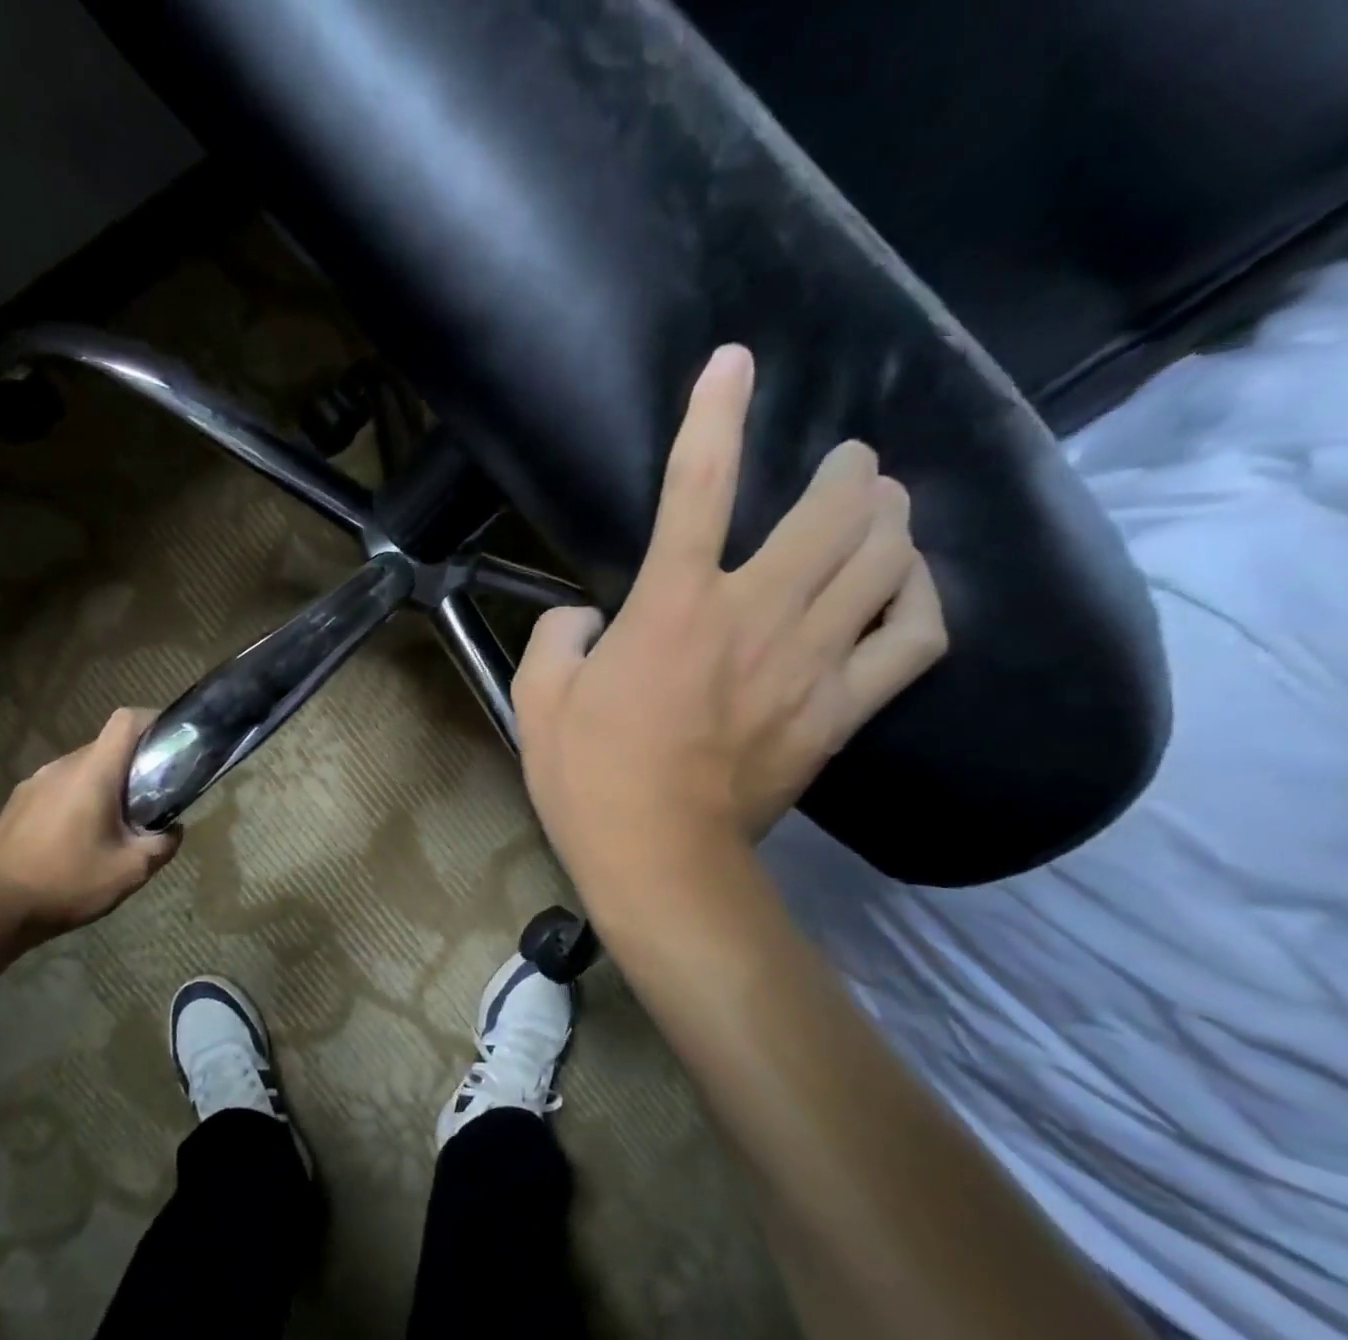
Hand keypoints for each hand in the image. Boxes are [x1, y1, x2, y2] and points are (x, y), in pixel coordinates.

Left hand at [0, 707, 180, 949]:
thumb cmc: (65, 882)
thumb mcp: (129, 871)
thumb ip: (162, 845)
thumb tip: (174, 829)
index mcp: (93, 772)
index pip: (126, 720)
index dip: (154, 721)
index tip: (172, 743)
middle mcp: (62, 766)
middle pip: (107, 747)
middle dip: (134, 764)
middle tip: (152, 799)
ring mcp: (34, 783)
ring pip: (82, 769)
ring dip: (106, 786)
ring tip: (115, 825)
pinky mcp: (17, 803)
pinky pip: (59, 788)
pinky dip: (79, 800)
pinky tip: (79, 839)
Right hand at [513, 344, 946, 912]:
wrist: (658, 857)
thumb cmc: (588, 777)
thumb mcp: (537, 698)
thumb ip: (559, 634)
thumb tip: (589, 616)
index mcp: (670, 605)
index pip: (696, 483)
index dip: (714, 412)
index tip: (733, 363)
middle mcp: (752, 615)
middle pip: (831, 512)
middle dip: (845, 470)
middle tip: (845, 462)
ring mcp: (809, 663)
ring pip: (885, 561)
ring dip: (890, 519)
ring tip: (883, 508)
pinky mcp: (841, 710)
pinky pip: (914, 638)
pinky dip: (922, 599)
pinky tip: (910, 586)